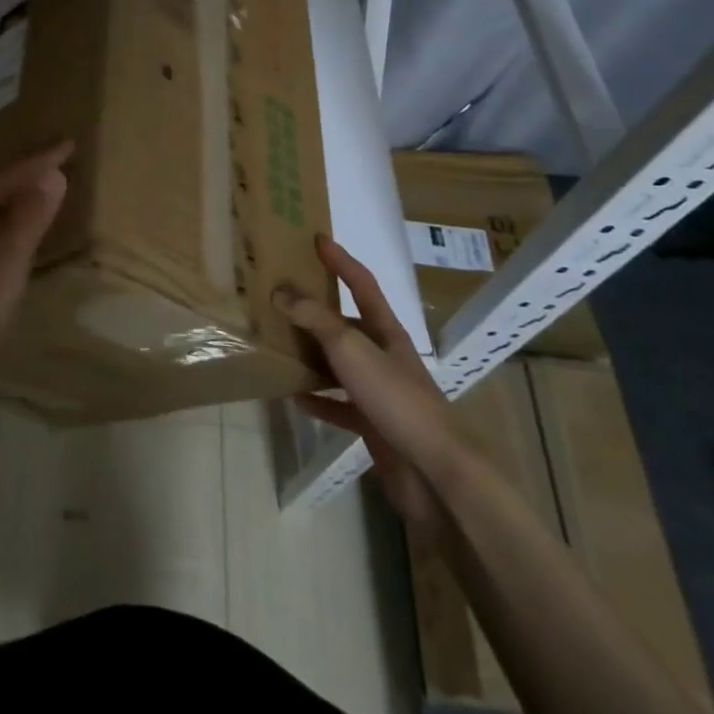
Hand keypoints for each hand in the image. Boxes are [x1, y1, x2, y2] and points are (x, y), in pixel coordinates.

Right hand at [275, 235, 460, 530]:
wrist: (434, 473)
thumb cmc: (396, 399)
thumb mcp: (351, 349)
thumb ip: (315, 319)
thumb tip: (280, 290)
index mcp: (386, 332)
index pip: (363, 285)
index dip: (341, 261)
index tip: (317, 240)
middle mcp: (384, 356)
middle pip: (348, 324)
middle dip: (318, 309)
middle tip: (283, 296)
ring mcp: (380, 392)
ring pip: (340, 364)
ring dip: (312, 355)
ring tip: (279, 344)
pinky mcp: (374, 425)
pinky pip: (339, 405)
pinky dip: (317, 400)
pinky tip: (293, 397)